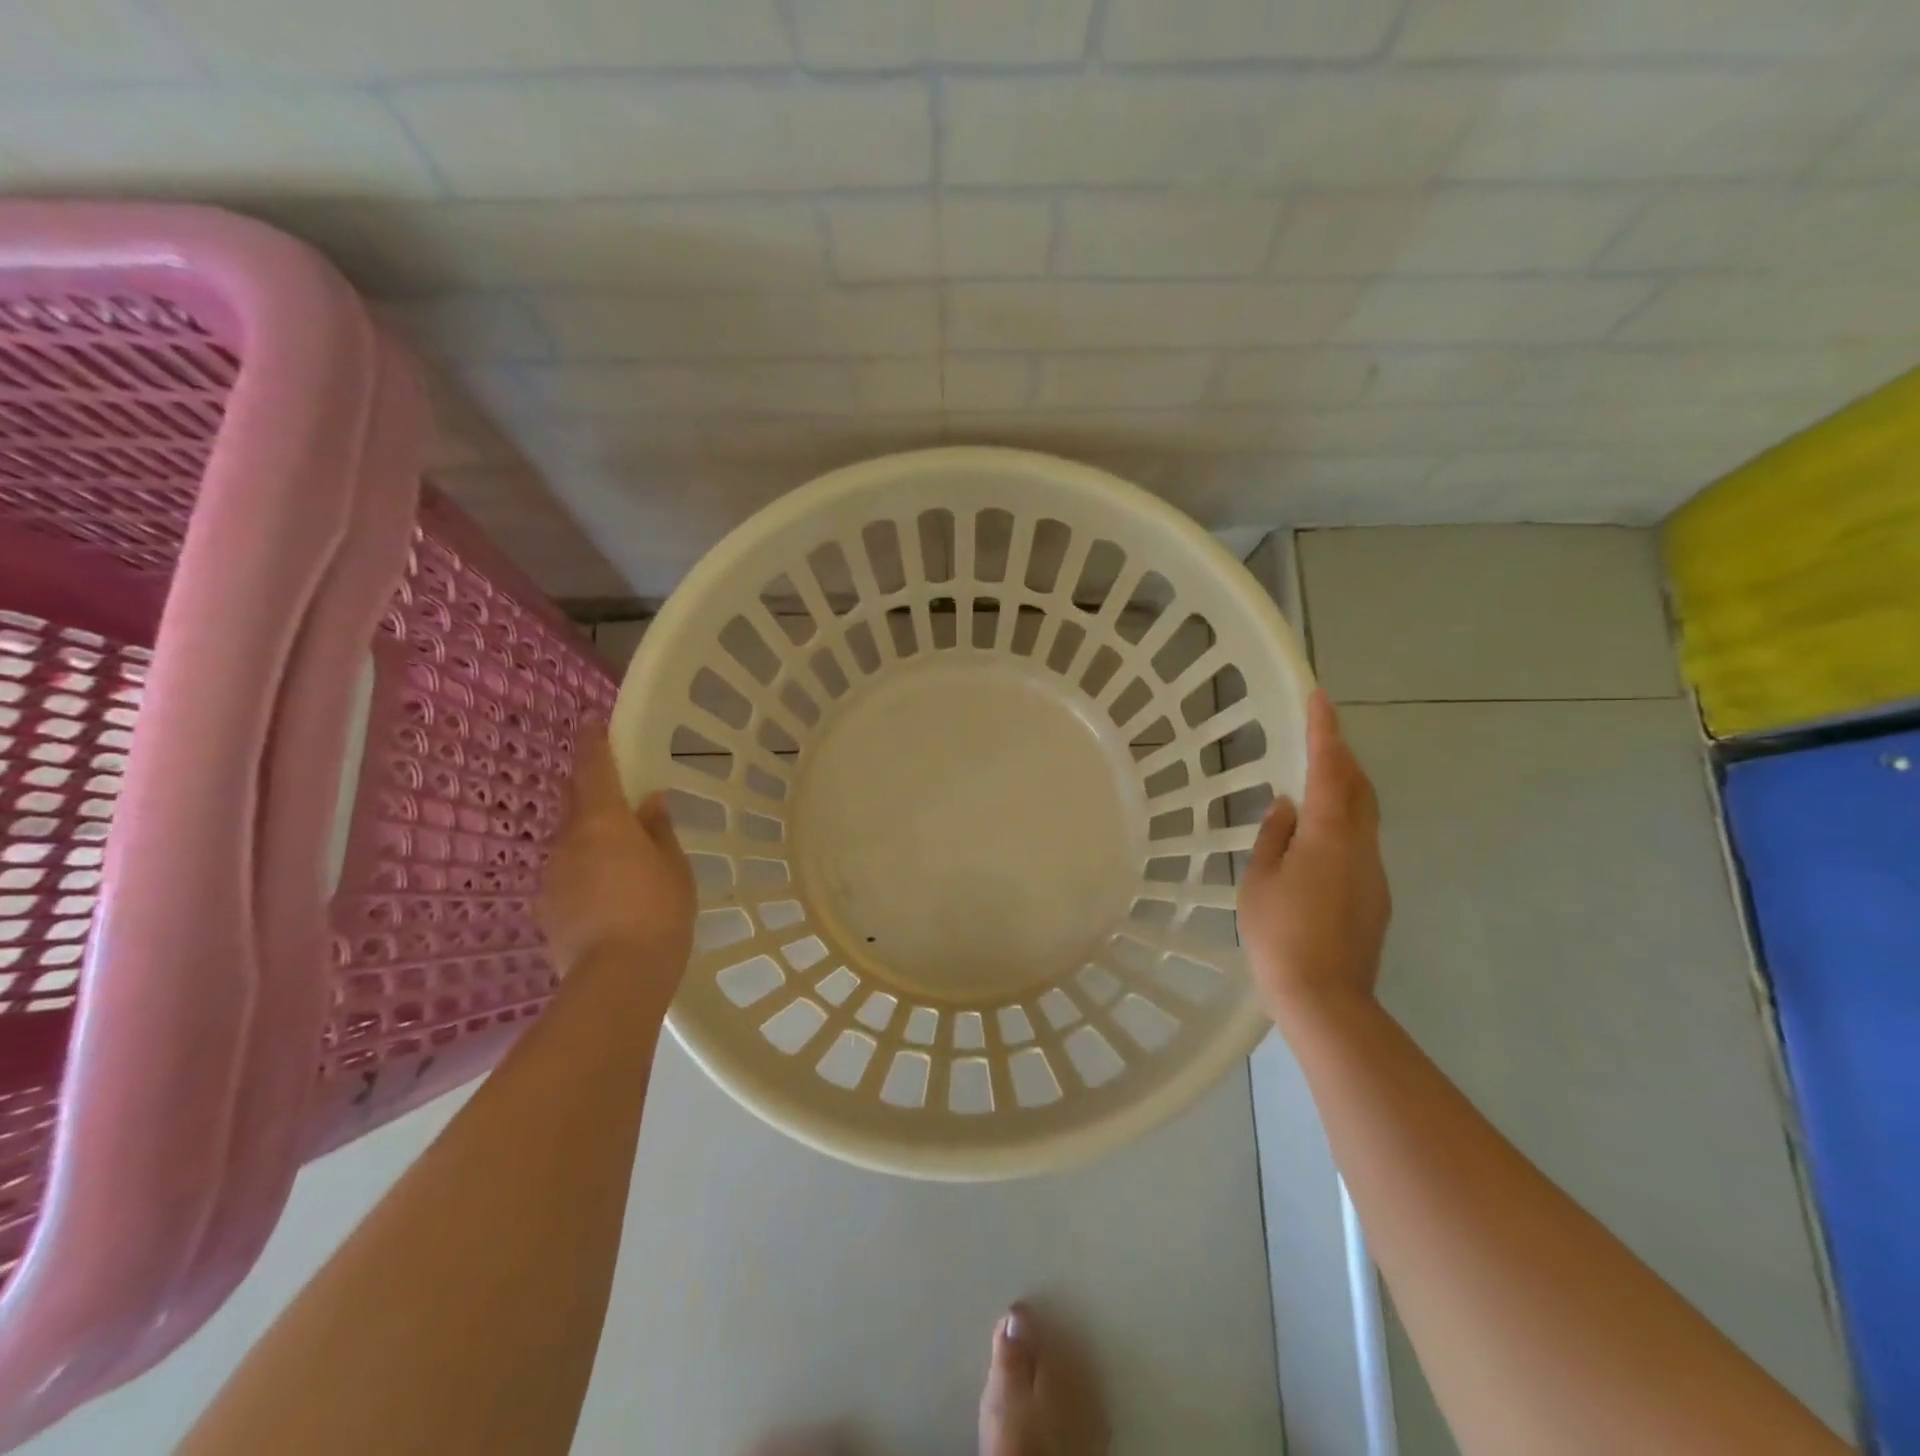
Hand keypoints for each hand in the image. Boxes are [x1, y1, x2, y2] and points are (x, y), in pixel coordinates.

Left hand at [540, 725, 695, 982]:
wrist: (615, 979)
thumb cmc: (658, 912)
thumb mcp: (674, 868)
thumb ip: (659, 830)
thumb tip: (650, 802)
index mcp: (604, 822)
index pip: (594, 769)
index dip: (593, 744)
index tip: (591, 723)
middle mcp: (568, 841)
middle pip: (575, 802)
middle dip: (590, 790)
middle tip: (615, 789)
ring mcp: (552, 877)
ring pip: (570, 842)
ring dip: (589, 836)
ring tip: (619, 853)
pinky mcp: (546, 909)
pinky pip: (567, 875)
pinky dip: (585, 871)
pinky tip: (607, 894)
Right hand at [1238, 690, 1390, 1025]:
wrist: (1326, 999)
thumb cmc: (1280, 935)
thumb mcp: (1260, 881)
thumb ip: (1275, 837)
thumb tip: (1288, 807)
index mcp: (1328, 835)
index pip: (1330, 769)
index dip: (1325, 731)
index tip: (1320, 697)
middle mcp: (1361, 846)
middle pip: (1360, 788)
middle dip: (1342, 756)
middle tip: (1319, 738)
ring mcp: (1374, 872)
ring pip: (1364, 817)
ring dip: (1344, 791)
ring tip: (1315, 785)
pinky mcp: (1376, 896)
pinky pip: (1360, 844)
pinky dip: (1343, 826)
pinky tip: (1317, 844)